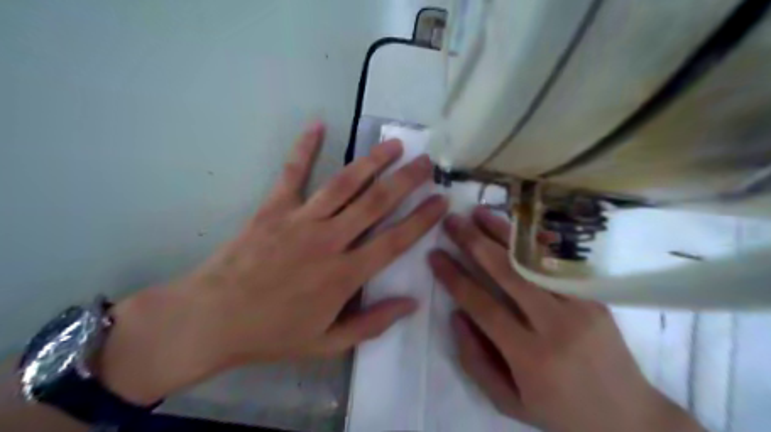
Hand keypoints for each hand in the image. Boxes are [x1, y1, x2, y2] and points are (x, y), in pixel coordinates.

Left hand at [98, 121, 449, 404]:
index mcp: (345, 275)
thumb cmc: (272, 334)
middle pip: (376, 203)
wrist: (211, 320)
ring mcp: (300, 220)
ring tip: (394, 145)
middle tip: (426, 162)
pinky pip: (292, 173)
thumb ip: (372, 324)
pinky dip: (305, 148)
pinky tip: (318, 125)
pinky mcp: (273, 209)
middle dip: (406, 180)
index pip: (395, 240)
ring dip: (372, 162)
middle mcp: (329, 240)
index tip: (441, 201)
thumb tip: (412, 303)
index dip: (422, 219)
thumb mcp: (328, 344)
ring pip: (345, 184)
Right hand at [427, 208, 703, 431]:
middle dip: (474, 243)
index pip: (482, 306)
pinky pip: (559, 261)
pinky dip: (534, 240)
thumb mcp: (508, 402)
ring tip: (478, 213)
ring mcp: (581, 306)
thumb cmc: (560, 412)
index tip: (434, 256)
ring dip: (503, 233)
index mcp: (530, 357)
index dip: (454, 278)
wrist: (629, 417)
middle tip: (452, 222)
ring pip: (534, 261)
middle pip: (507, 274)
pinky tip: (516, 225)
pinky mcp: (595, 297)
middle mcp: (555, 326)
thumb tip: (456, 314)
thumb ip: (475, 360)